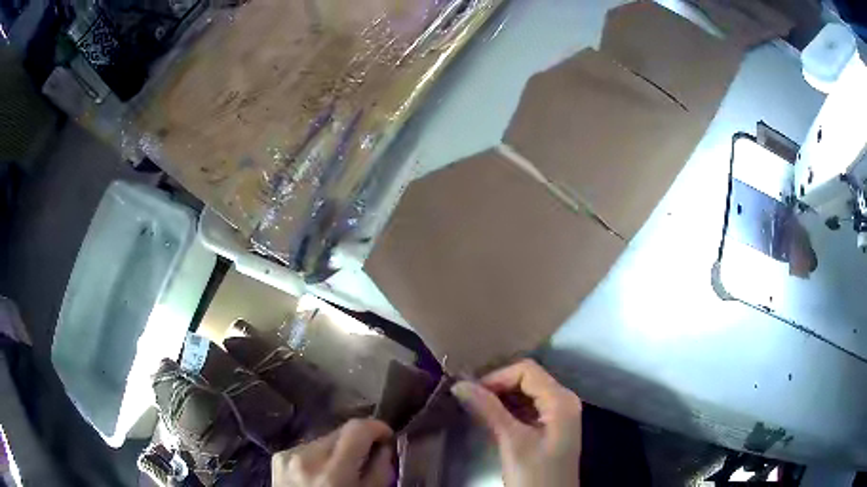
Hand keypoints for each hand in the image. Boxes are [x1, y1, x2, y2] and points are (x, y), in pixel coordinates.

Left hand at [272, 419, 393, 486]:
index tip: (386, 437)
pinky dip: (318, 458)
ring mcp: (288, 456)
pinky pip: (306, 449)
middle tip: (366, 458)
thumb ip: (380, 472)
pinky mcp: (278, 458)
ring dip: (336, 451)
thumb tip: (384, 447)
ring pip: (323, 440)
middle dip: (357, 442)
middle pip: (339, 432)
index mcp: (333, 473)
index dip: (376, 427)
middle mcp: (307, 458)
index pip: (357, 429)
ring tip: (339, 472)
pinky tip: (318, 475)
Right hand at [451, 359, 581, 486]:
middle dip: (497, 386)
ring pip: (526, 393)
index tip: (471, 393)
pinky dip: (508, 410)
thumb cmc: (535, 475)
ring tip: (475, 408)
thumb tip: (460, 385)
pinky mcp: (550, 427)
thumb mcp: (513, 442)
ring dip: (501, 398)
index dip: (497, 377)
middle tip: (469, 400)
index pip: (527, 371)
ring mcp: (557, 414)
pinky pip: (528, 408)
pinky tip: (490, 419)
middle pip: (528, 379)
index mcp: (560, 400)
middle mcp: (563, 401)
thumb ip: (489, 410)